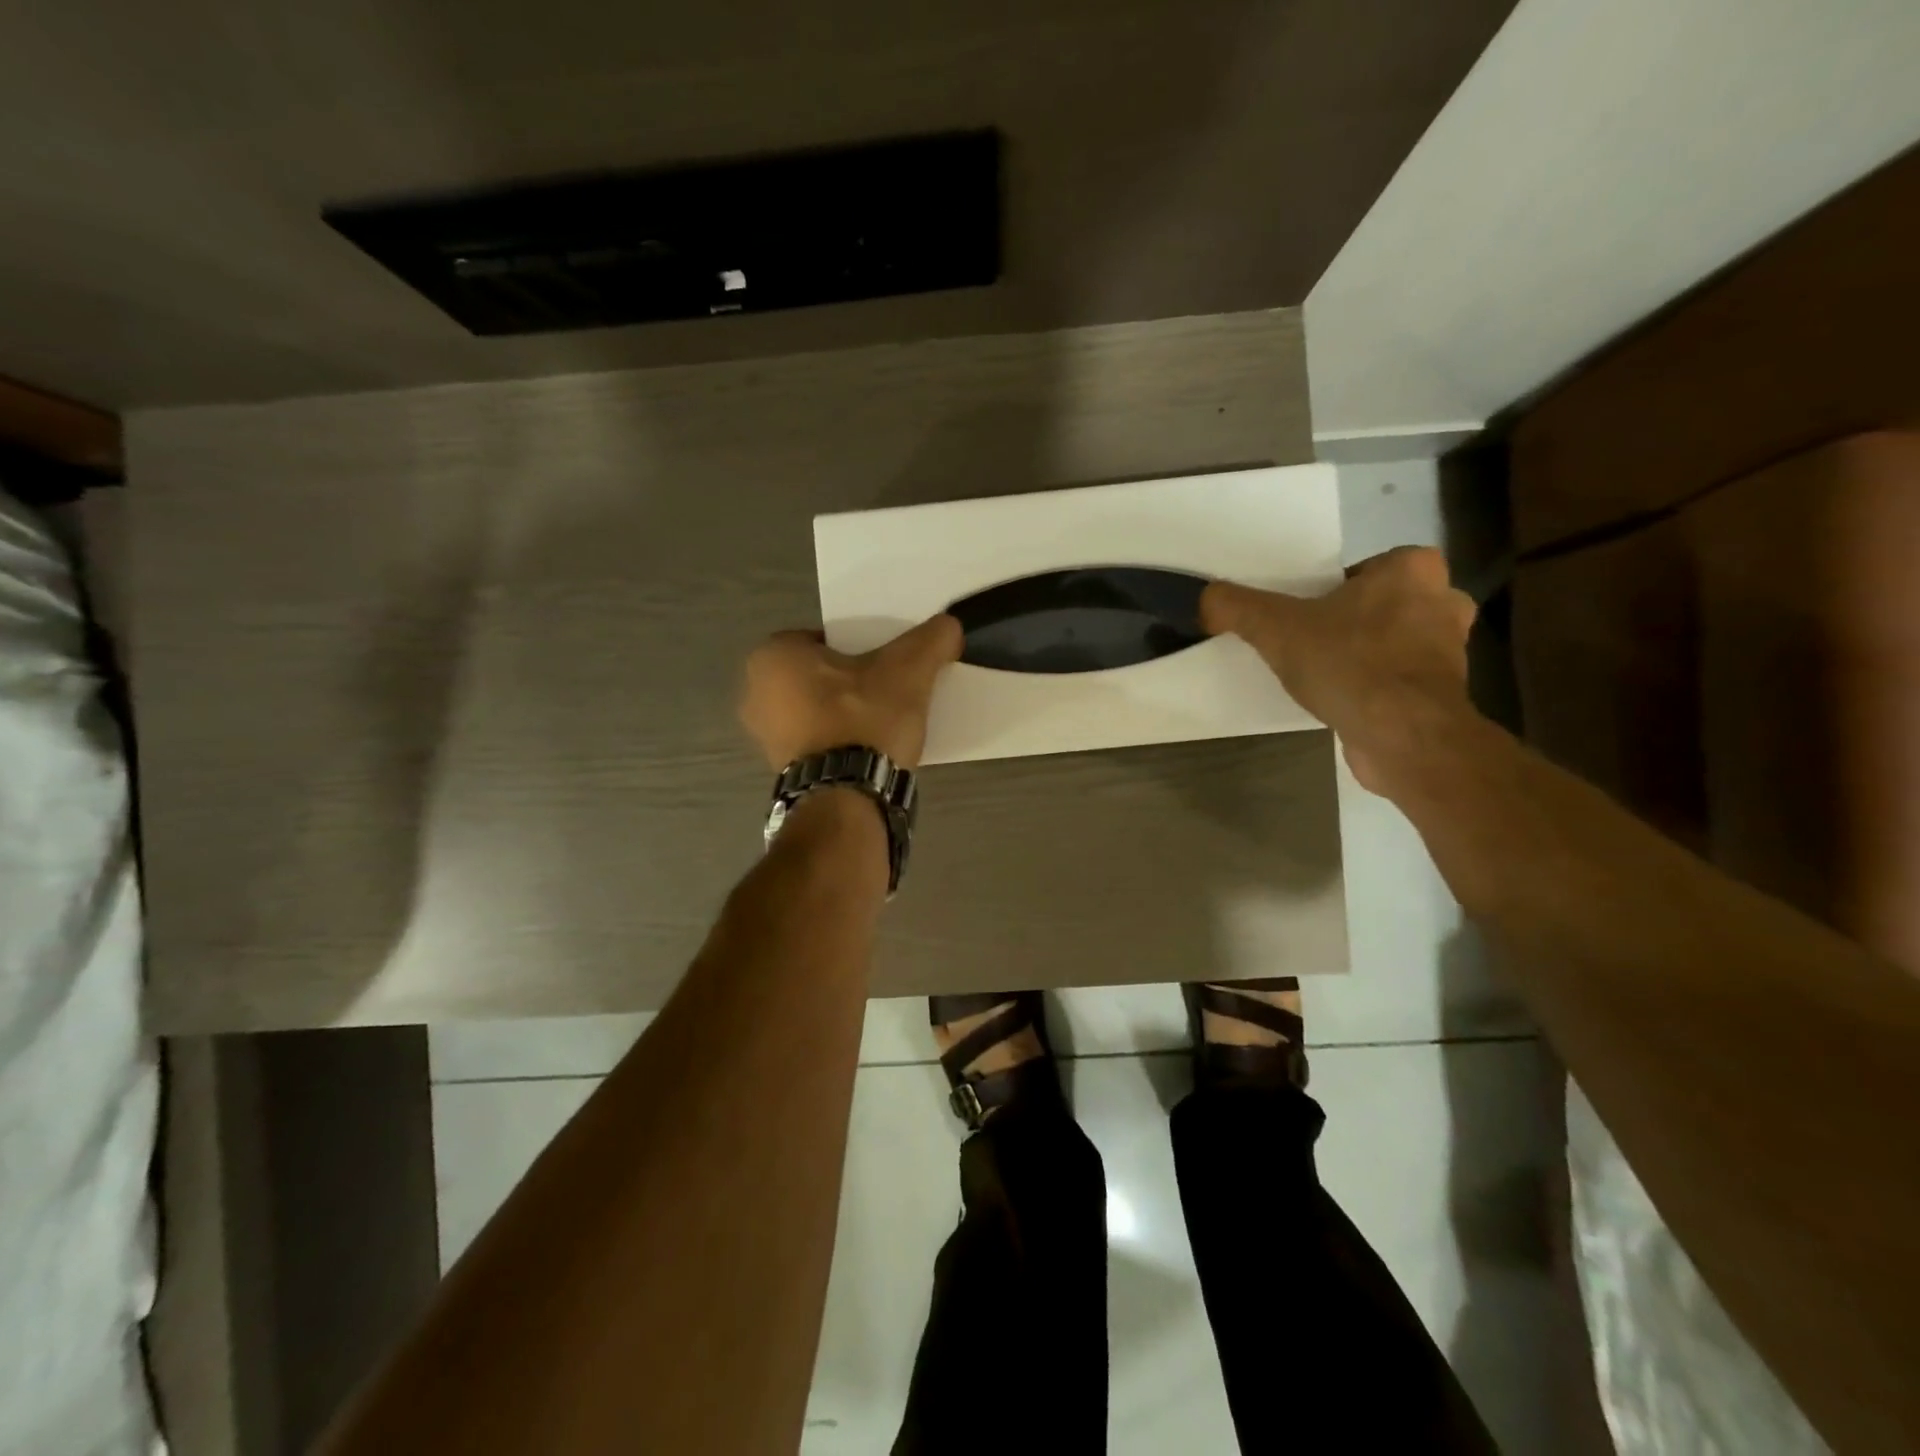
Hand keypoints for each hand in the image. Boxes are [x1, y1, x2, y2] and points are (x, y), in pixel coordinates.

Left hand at [739, 615, 962, 770]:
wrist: (848, 797)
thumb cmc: (864, 719)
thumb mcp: (908, 670)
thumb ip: (931, 639)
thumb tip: (950, 625)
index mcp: (772, 656)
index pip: (824, 639)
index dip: (859, 648)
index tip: (886, 663)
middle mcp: (754, 694)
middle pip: (819, 675)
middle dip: (849, 681)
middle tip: (887, 690)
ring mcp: (764, 737)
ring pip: (816, 709)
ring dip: (843, 713)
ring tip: (882, 721)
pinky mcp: (781, 770)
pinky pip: (816, 741)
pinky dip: (838, 741)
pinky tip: (868, 749)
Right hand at [1202, 547, 1476, 793]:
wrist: (1403, 736)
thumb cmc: (1349, 664)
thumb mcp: (1276, 628)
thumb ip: (1237, 606)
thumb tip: (1206, 598)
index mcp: (1411, 568)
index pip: (1360, 570)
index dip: (1326, 592)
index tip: (1300, 616)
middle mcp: (1442, 600)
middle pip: (1377, 605)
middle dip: (1347, 622)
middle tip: (1307, 642)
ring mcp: (1450, 650)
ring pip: (1392, 641)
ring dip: (1362, 655)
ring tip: (1322, 674)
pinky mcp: (1444, 692)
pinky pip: (1399, 679)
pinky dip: (1374, 687)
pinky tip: (1344, 700)